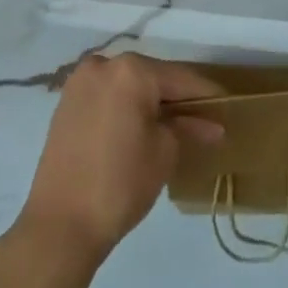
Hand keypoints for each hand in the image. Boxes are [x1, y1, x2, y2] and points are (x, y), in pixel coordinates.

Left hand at [17, 53, 219, 262]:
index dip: (206, 93)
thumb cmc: (120, 182)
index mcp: (131, 70)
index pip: (179, 78)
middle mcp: (103, 64)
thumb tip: (211, 125)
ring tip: (173, 125)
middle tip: (201, 118)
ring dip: (149, 102)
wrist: (60, 223)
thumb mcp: (164, 153)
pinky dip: (125, 107)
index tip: (227, 105)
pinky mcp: (66, 103)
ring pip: (127, 85)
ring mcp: (80, 82)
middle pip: (151, 77)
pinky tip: (140, 128)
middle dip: (176, 97)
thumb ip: (188, 129)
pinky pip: (107, 96)